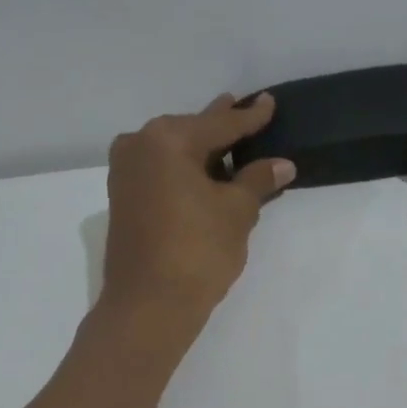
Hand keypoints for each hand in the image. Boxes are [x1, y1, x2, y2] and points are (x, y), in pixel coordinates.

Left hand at [100, 92, 296, 323]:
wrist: (149, 305)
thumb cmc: (198, 251)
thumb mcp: (236, 212)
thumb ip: (258, 181)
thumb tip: (282, 165)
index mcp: (167, 140)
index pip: (219, 124)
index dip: (250, 117)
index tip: (269, 102)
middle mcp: (139, 146)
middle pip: (191, 132)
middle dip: (220, 127)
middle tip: (245, 110)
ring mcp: (126, 174)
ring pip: (174, 153)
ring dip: (203, 151)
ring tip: (230, 143)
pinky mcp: (124, 200)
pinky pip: (162, 172)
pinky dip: (186, 171)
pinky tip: (206, 174)